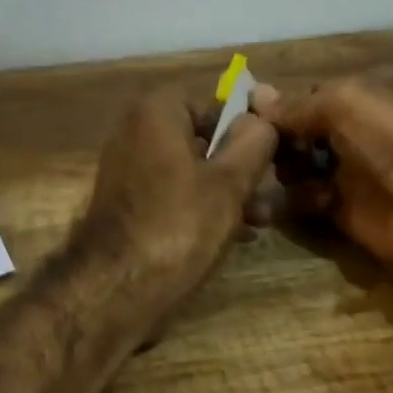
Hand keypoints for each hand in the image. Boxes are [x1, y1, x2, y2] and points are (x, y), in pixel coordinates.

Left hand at [76, 84, 278, 309]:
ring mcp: (129, 173)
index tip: (276, 156)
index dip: (250, 127)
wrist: (116, 289)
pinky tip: (235, 234)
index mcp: (156, 113)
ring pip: (193, 172)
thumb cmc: (179, 226)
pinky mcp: (129, 208)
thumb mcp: (230, 182)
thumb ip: (254, 142)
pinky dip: (203, 209)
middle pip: (205, 140)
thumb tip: (262, 120)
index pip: (216, 103)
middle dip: (242, 168)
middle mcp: (136, 134)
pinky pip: (175, 196)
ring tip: (260, 222)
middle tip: (272, 196)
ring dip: (229, 193)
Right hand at [253, 67, 392, 266]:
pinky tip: (294, 200)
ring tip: (269, 177)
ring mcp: (349, 172)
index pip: (306, 98)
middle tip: (253, 153)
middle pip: (297, 136)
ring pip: (296, 170)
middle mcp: (353, 131)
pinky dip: (294, 202)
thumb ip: (298, 105)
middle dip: (275, 143)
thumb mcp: (347, 102)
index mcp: (361, 94)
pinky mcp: (345, 211)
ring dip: (280, 173)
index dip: (278, 109)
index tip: (245, 120)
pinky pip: (306, 202)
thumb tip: (254, 96)